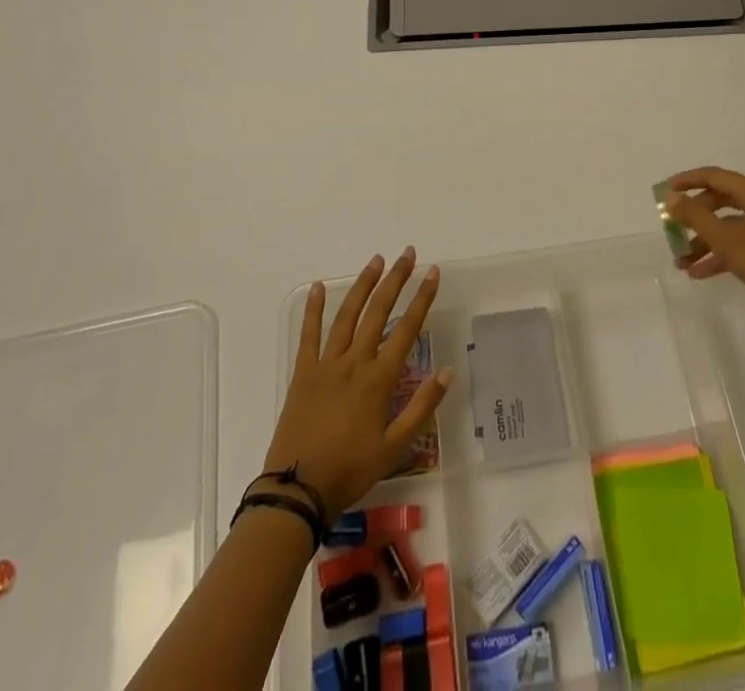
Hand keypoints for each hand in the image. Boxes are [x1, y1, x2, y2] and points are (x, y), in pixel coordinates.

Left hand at [264, 248, 451, 515]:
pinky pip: (309, 334)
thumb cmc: (350, 471)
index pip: (407, 329)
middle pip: (379, 311)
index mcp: (378, 380)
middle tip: (408, 254)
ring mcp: (326, 364)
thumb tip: (447, 371)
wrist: (297, 491)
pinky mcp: (303, 372)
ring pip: (348, 315)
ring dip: (363, 285)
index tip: (432, 272)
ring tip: (376, 260)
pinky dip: (314, 308)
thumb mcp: (394, 448)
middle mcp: (354, 362)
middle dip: (395, 280)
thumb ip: (422, 408)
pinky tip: (319, 286)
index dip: (422, 298)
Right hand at [664, 168, 744, 331]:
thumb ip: (696, 217)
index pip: (715, 176)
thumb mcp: (728, 240)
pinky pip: (741, 245)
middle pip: (721, 201)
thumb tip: (672, 196)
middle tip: (672, 229)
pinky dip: (720, 255)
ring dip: (704, 241)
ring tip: (681, 262)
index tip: (665, 191)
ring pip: (730, 226)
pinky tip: (701, 274)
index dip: (688, 181)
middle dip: (695, 216)